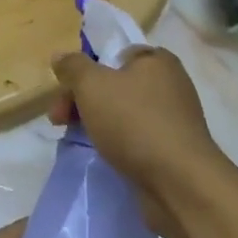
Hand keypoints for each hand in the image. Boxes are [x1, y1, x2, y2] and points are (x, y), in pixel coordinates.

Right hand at [50, 47, 220, 222]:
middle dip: (83, 100)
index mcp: (156, 61)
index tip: (65, 91)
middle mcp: (170, 85)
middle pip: (115, 85)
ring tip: (77, 140)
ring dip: (97, 123)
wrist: (179, 183)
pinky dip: (118, 144)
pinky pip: (137, 139)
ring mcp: (174, 119)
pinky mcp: (174, 150)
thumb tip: (60, 56)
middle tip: (58, 120)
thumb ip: (73, 66)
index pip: (114, 55)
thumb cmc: (134, 122)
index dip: (85, 70)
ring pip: (123, 114)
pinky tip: (105, 156)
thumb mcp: (92, 85)